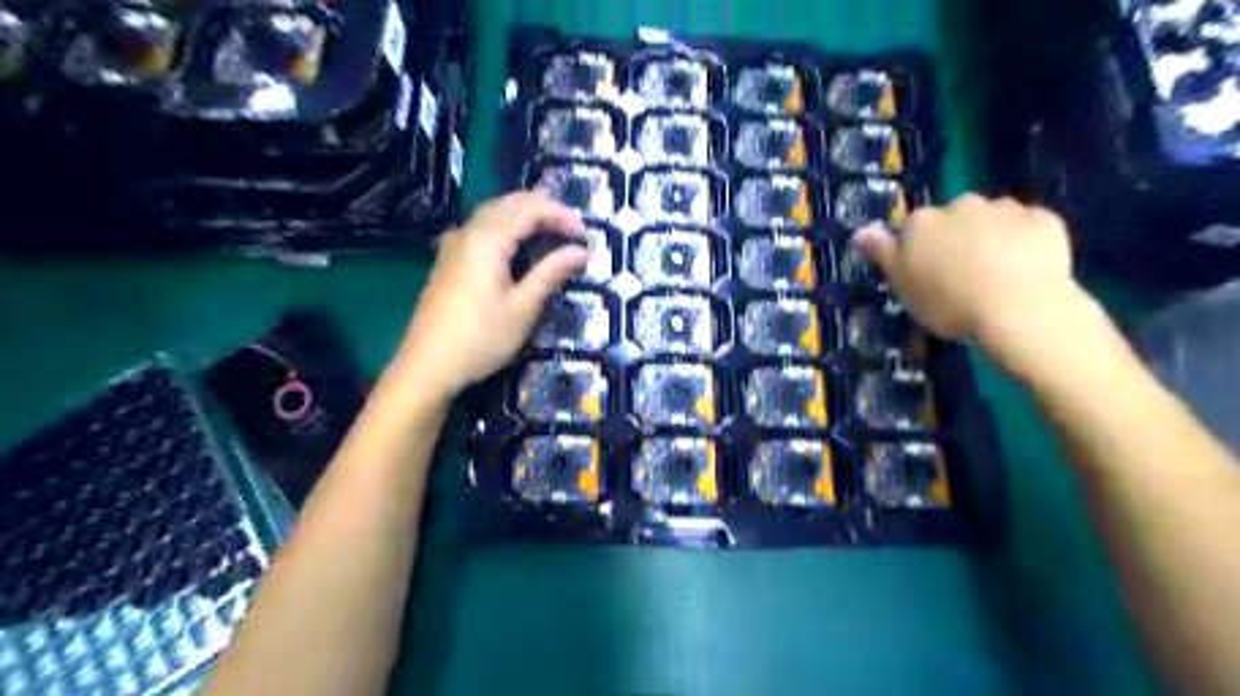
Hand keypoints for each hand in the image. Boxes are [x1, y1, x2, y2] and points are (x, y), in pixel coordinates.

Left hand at [398, 194, 589, 399]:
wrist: (428, 366)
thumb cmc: (481, 338)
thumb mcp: (523, 307)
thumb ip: (551, 272)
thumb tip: (582, 251)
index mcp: (487, 239)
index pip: (529, 208)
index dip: (560, 214)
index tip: (586, 233)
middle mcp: (468, 232)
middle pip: (508, 203)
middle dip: (543, 209)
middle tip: (572, 229)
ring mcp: (454, 245)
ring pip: (493, 213)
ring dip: (524, 216)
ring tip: (551, 234)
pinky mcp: (448, 261)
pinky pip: (482, 229)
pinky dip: (507, 228)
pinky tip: (517, 247)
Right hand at [860, 194, 1087, 369]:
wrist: (1018, 308)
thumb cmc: (948, 302)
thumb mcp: (903, 285)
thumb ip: (883, 254)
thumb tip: (861, 231)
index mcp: (921, 222)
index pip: (912, 229)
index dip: (919, 251)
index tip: (925, 275)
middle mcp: (961, 205)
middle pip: (953, 219)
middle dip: (956, 238)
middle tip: (961, 275)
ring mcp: (1006, 209)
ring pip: (992, 219)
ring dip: (990, 236)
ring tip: (996, 273)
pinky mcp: (1045, 220)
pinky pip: (1029, 227)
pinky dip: (1025, 240)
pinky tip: (1026, 267)